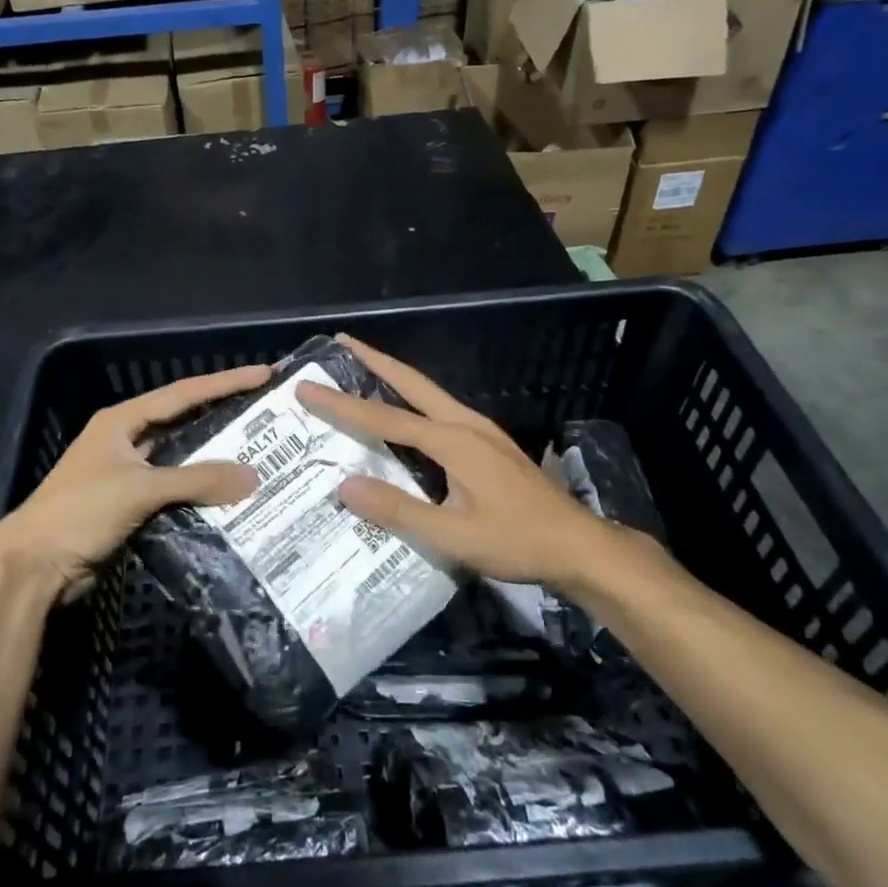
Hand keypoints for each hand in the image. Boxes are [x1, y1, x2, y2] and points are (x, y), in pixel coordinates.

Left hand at [0, 363, 269, 599]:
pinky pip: (176, 491)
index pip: (183, 394)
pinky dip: (201, 491)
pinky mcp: (131, 506)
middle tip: (268, 415)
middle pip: (184, 423)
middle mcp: (126, 441)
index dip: (224, 383)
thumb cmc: (81, 512)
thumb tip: (254, 477)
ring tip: (259, 454)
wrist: (34, 567)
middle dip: (223, 417)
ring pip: (181, 460)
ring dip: (214, 460)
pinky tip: (230, 495)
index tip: (263, 374)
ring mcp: (127, 474)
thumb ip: (197, 480)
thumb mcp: (140, 489)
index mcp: (122, 422)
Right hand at [297, 335, 667, 590]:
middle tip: (343, 340)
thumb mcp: (453, 536)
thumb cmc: (517, 541)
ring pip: (429, 393)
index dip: (343, 405)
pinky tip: (408, 413)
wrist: (580, 546)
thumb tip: (345, 486)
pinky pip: (442, 410)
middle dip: (376, 360)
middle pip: (413, 383)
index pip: (385, 420)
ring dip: (395, 377)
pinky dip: (414, 400)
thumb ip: (399, 511)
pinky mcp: (491, 444)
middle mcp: (466, 425)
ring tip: (365, 368)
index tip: (307, 388)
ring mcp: (483, 431)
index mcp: (453, 442)